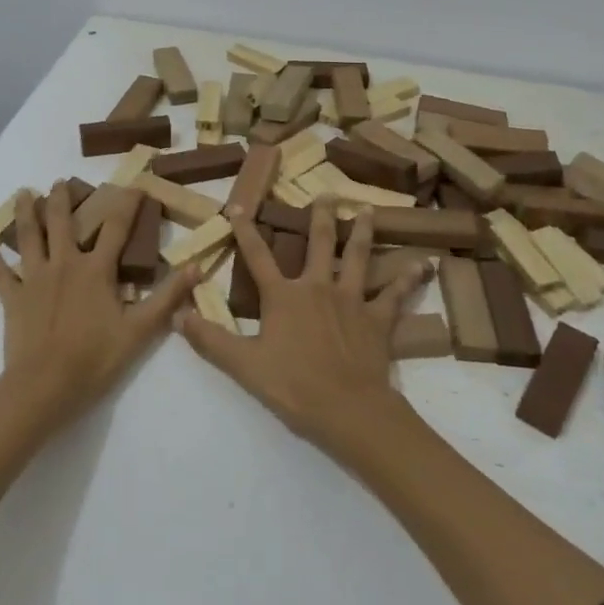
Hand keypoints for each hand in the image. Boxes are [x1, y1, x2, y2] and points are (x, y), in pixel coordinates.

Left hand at [0, 182, 198, 428]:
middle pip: (62, 222)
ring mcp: (34, 279)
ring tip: (23, 193)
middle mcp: (64, 264)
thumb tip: (197, 267)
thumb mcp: (140, 330)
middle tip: (60, 181)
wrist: (44, 387)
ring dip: (26, 213)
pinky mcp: (13, 299)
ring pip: (28, 237)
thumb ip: (167, 297)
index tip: (134, 184)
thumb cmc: (94, 359)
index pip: (116, 228)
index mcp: (96, 270)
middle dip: (62, 199)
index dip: (126, 203)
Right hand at [176, 199, 430, 459]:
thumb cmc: (292, 386)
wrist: (348, 409)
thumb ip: (210, 339)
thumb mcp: (243, 365)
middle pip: (318, 244)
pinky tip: (425, 264)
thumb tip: (178, 314)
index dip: (246, 232)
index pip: (258, 257)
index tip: (239, 207)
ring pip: (357, 257)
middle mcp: (317, 287)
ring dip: (363, 232)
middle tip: (327, 194)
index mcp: (283, 296)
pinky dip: (410, 278)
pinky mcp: (378, 319)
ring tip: (369, 211)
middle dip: (321, 217)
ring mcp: (352, 300)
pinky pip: (396, 294)